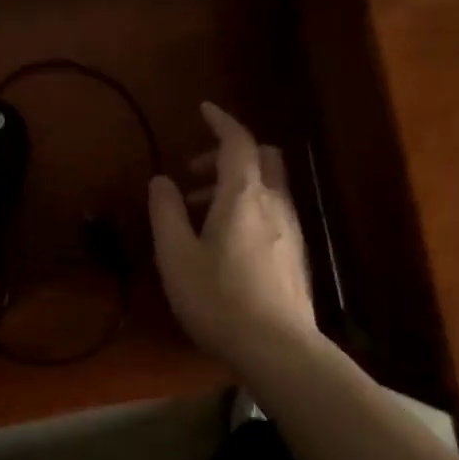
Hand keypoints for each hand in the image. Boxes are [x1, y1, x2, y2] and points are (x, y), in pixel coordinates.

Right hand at [149, 102, 316, 370]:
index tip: (203, 110)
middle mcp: (274, 204)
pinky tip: (226, 243)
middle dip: (228, 154)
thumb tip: (162, 181)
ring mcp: (291, 230)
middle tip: (194, 175)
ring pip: (267, 187)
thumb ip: (166, 213)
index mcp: (243, 196)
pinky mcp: (296, 255)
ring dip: (234, 186)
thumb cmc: (219, 299)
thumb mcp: (177, 256)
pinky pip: (272, 212)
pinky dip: (248, 208)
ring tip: (198, 214)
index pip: (237, 142)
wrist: (279, 349)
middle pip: (261, 158)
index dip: (221, 121)